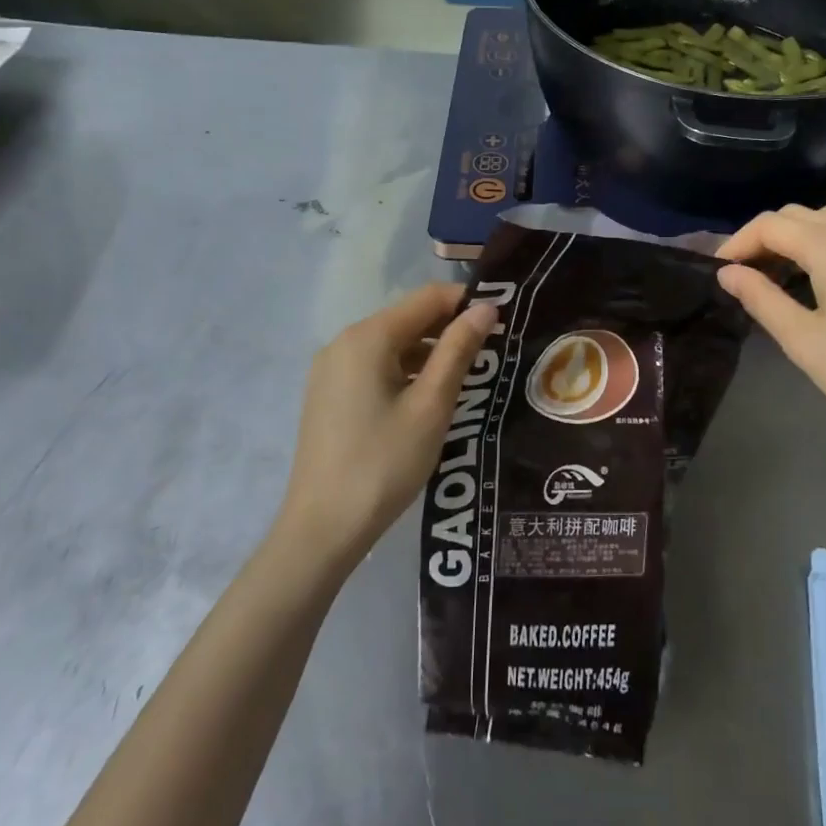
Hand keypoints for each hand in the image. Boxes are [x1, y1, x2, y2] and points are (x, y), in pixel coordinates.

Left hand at [279, 283, 498, 563]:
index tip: (502, 321)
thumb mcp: (431, 405)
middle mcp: (344, 342)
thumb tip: (485, 308)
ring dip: (430, 352)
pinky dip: (406, 370)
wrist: (322, 528)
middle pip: (408, 318)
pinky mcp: (328, 393)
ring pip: (392, 343)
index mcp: (368, 337)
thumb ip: (458, 350)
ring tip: (468, 376)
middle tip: (492, 352)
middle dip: (450, 328)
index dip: (467, 303)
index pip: (428, 298)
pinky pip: (375, 366)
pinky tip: (428, 397)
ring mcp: (331, 368)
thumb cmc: (384, 463)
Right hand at [716, 205, 825, 461]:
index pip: (770, 225)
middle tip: (743, 274)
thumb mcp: (803, 340)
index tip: (717, 271)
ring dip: (796, 237)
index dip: (737, 243)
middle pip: (798, 215)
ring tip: (777, 274)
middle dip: (764, 237)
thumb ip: (761, 298)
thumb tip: (728, 273)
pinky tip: (820, 279)